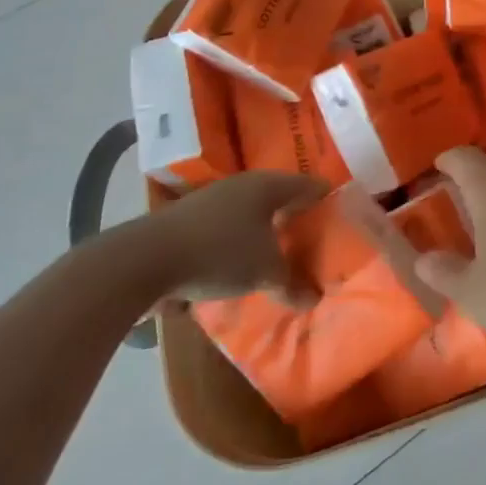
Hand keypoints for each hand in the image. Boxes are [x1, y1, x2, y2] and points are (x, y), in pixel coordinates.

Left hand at [134, 171, 328, 306]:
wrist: (143, 260)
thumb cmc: (219, 253)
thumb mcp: (264, 273)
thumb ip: (291, 284)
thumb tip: (314, 299)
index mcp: (267, 185)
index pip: (308, 185)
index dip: (327, 197)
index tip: (342, 210)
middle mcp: (242, 185)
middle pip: (279, 196)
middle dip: (295, 214)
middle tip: (315, 234)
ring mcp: (211, 200)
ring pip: (250, 211)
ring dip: (265, 229)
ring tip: (280, 251)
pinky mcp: (187, 221)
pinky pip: (227, 227)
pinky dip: (240, 240)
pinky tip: (242, 263)